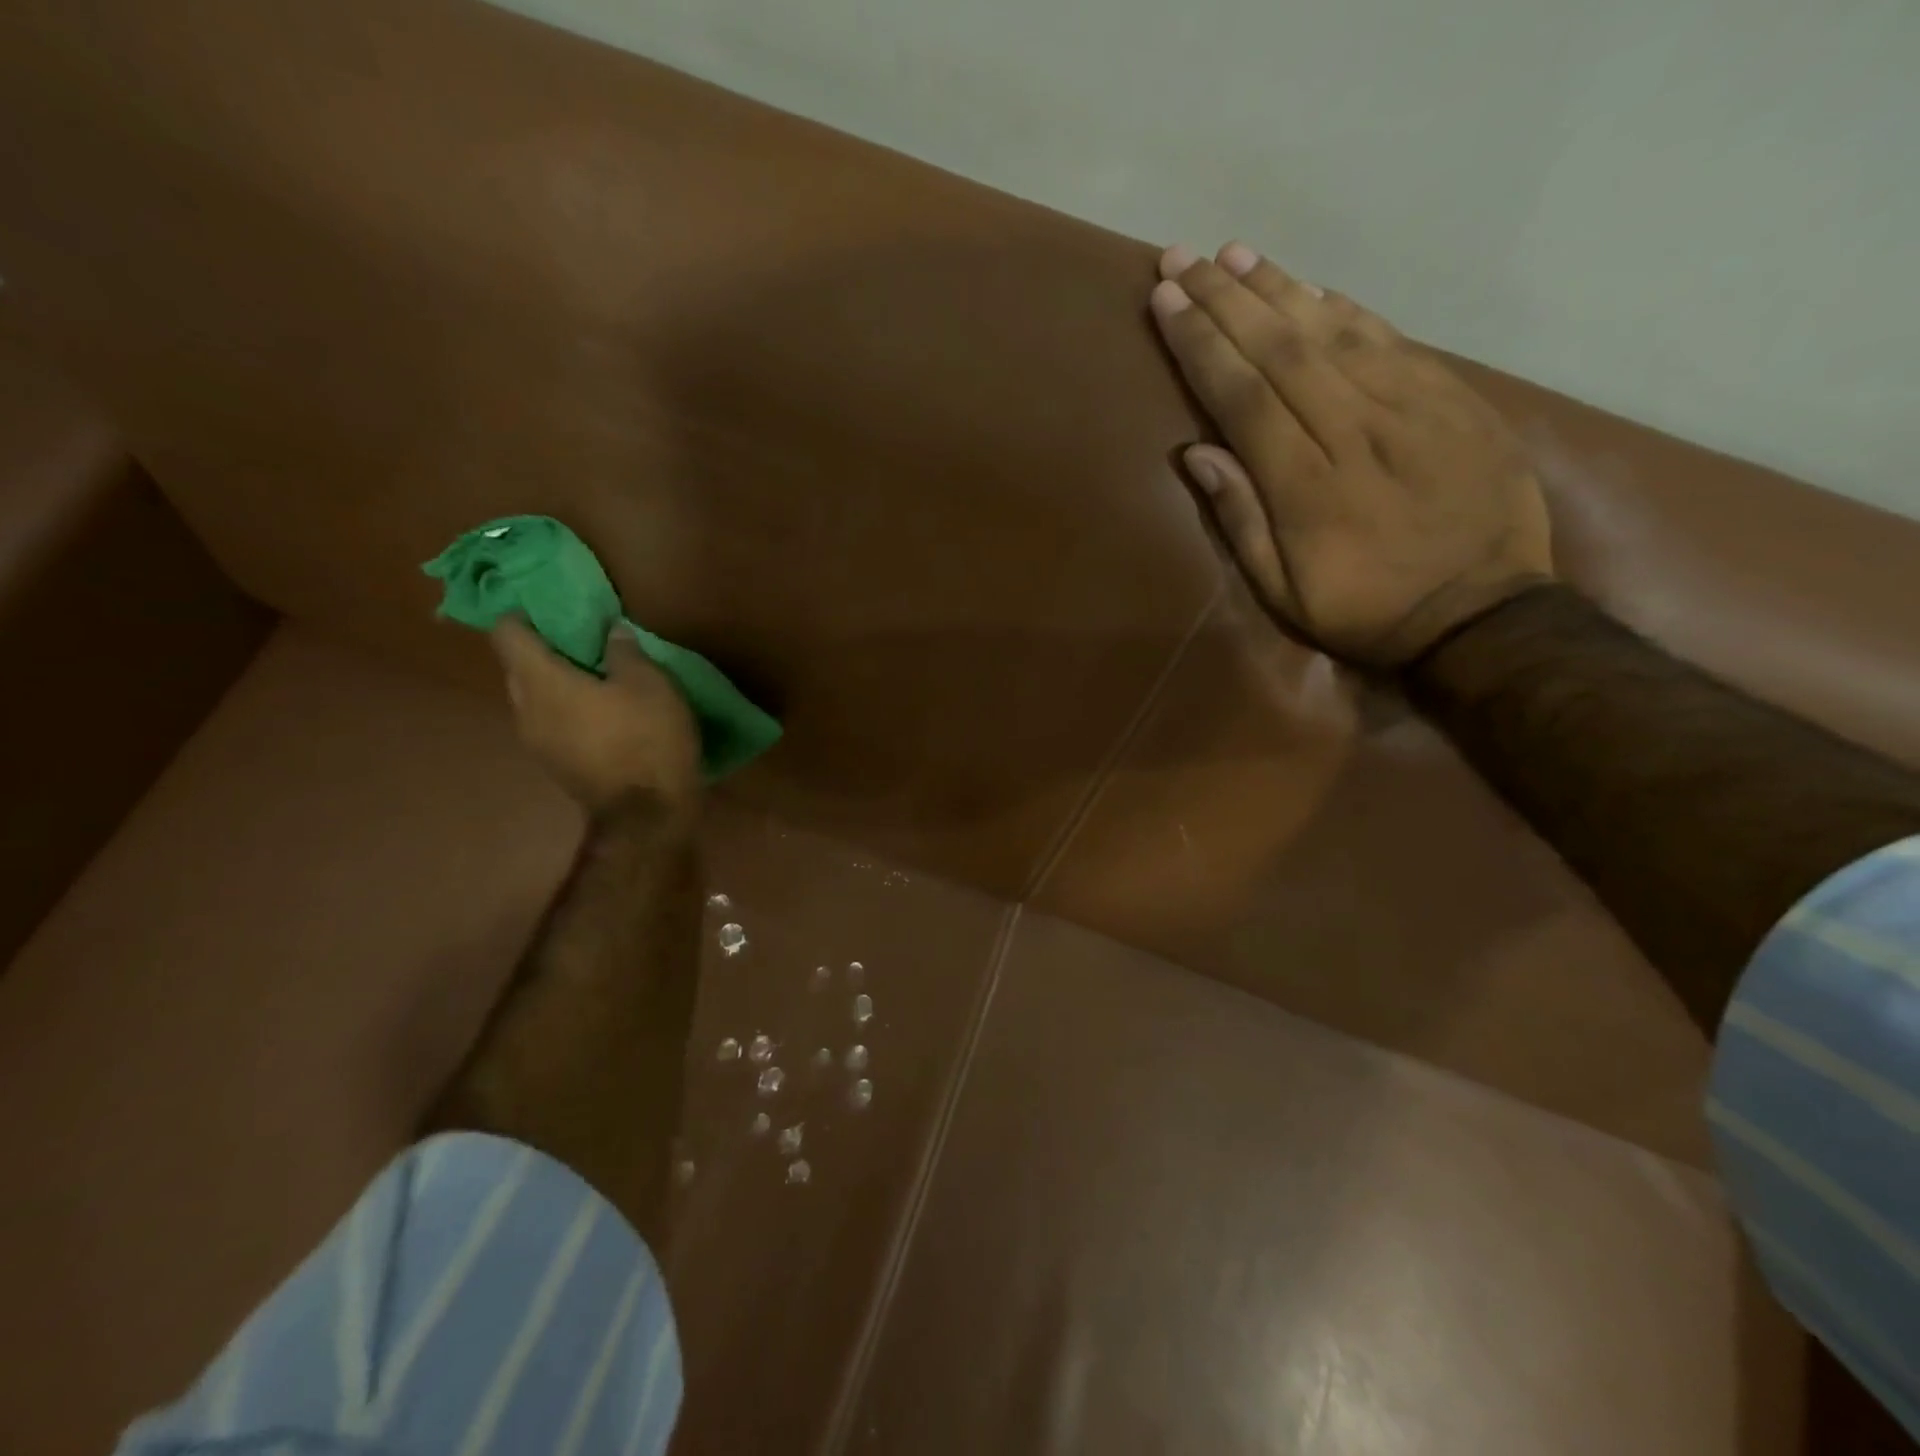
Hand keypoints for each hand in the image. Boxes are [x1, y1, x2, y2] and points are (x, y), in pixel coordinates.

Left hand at [492, 617, 699, 811]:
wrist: (648, 814)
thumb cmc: (646, 738)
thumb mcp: (649, 683)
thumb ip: (624, 651)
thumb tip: (611, 632)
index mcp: (540, 681)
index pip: (507, 632)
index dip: (526, 614)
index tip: (555, 608)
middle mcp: (525, 709)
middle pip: (518, 666)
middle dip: (545, 650)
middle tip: (584, 641)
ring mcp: (536, 743)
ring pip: (534, 698)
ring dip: (558, 684)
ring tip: (597, 679)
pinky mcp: (556, 766)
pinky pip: (551, 724)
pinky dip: (567, 711)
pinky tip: (603, 715)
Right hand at [1149, 242, 1553, 667]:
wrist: (1480, 613)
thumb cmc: (1364, 609)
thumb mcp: (1283, 591)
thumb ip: (1240, 519)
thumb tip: (1195, 452)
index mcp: (1306, 484)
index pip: (1242, 394)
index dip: (1200, 343)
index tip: (1166, 298)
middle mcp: (1355, 429)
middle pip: (1282, 348)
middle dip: (1227, 299)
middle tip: (1185, 256)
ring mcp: (1412, 407)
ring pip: (1335, 331)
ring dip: (1280, 288)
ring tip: (1237, 254)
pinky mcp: (1453, 400)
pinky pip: (1392, 340)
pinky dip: (1346, 309)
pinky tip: (1313, 289)